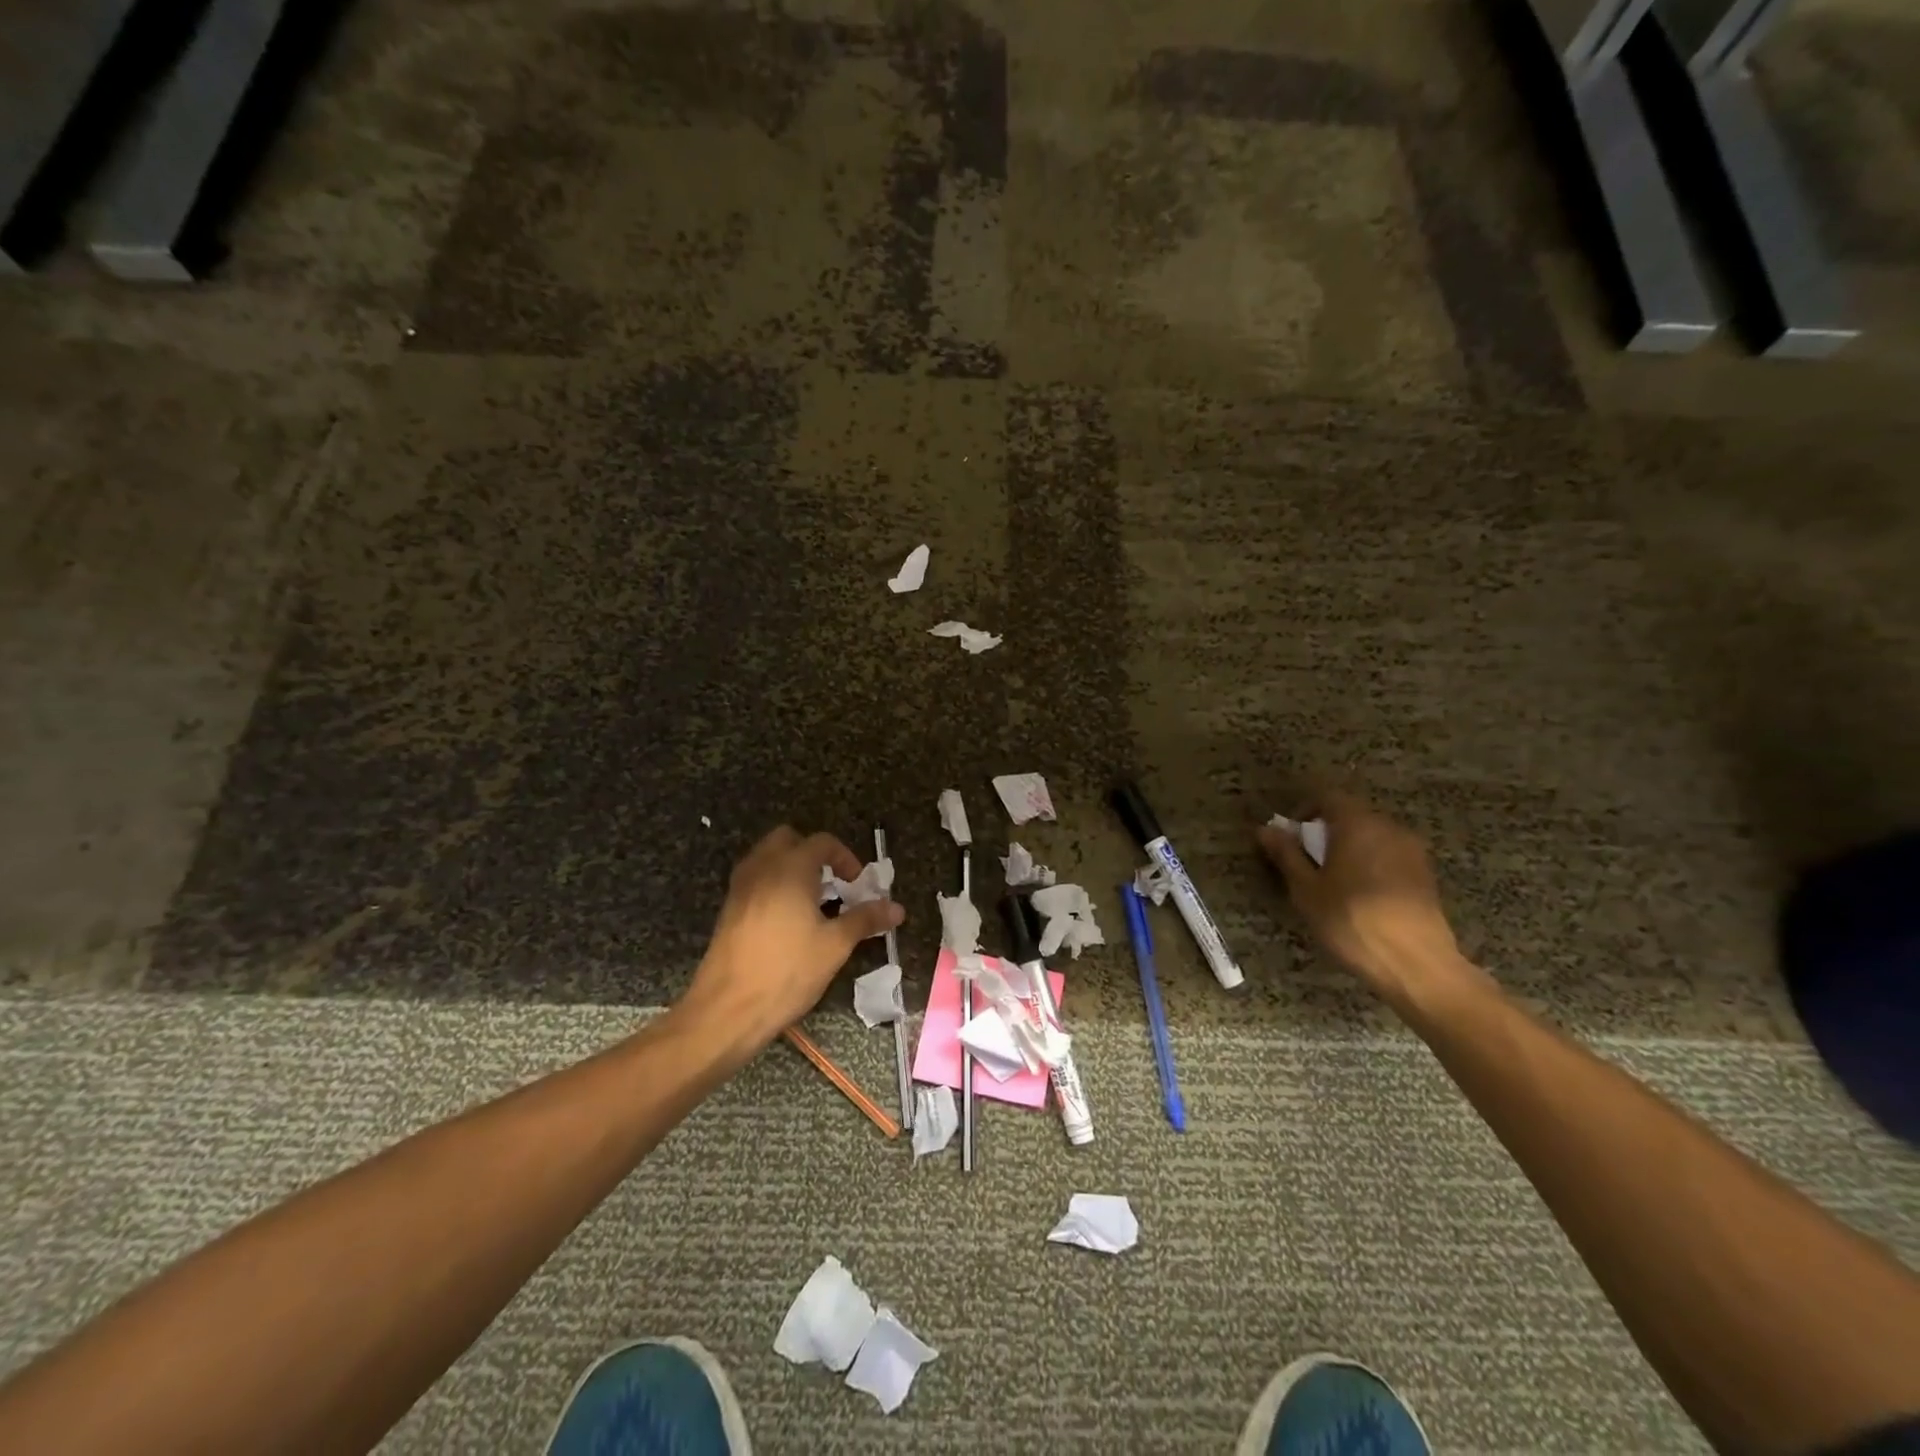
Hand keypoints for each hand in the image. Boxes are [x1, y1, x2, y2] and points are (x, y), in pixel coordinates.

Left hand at [676, 827, 904, 1058]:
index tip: (858, 884)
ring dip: (792, 868)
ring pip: (768, 858)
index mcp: (790, 868)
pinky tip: (788, 921)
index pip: (822, 843)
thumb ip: (865, 920)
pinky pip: (755, 880)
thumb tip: (897, 908)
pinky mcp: (729, 909)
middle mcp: (762, 868)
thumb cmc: (787, 971)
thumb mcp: (835, 946)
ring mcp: (740, 887)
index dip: (845, 858)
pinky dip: (774, 885)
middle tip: (833, 884)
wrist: (726, 1009)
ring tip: (813, 903)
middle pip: (789, 840)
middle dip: (814, 854)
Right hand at [1258, 790, 1465, 1002]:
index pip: (1327, 797)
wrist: (1417, 965)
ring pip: (1371, 837)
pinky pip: (1389, 856)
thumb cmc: (1351, 921)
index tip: (1290, 838)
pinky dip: (1370, 865)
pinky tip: (1362, 897)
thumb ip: (1286, 854)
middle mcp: (1389, 827)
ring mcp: (1412, 851)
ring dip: (1349, 849)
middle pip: (1351, 815)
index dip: (1304, 811)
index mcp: (1358, 824)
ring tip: (1334, 883)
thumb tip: (1266, 829)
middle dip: (1325, 833)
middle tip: (1307, 864)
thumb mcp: (1306, 889)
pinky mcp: (1425, 875)